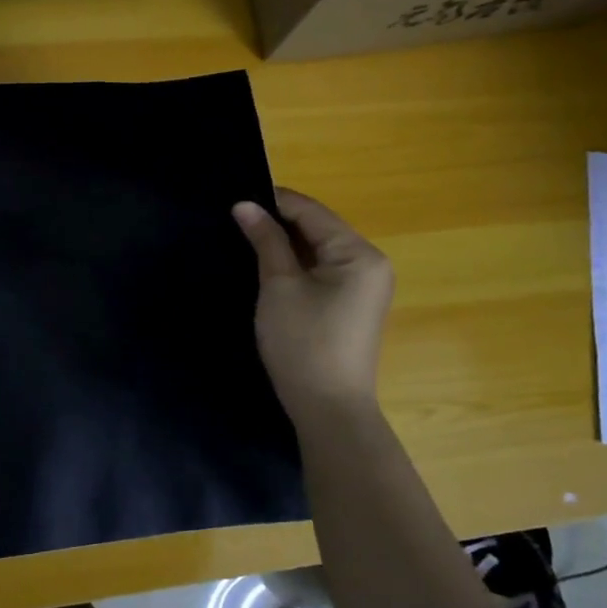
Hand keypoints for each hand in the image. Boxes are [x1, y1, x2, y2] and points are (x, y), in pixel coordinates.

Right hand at [232, 188, 392, 421]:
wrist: (328, 410)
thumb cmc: (303, 343)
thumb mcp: (279, 286)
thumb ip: (266, 240)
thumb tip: (245, 205)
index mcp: (359, 253)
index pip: (312, 211)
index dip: (274, 201)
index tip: (236, 197)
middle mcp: (370, 263)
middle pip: (319, 228)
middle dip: (279, 222)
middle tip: (236, 218)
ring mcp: (365, 286)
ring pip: (319, 249)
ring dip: (286, 243)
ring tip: (247, 237)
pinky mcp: (353, 306)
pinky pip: (324, 271)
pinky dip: (297, 264)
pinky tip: (269, 265)